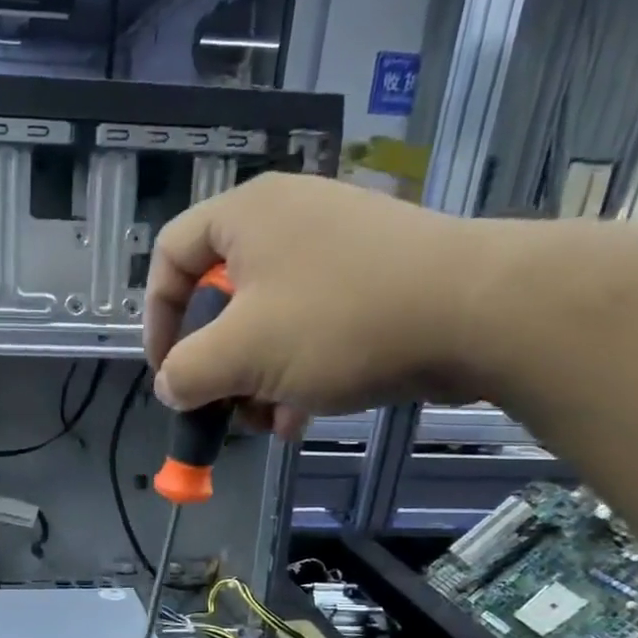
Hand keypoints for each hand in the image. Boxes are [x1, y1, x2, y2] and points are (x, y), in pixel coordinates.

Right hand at [143, 173, 504, 438]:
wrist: (480, 312)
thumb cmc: (340, 321)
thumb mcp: (242, 354)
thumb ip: (187, 372)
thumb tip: (171, 385)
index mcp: (246, 216)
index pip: (170, 256)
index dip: (156, 319)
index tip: (167, 372)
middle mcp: (287, 220)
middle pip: (219, 297)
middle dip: (216, 363)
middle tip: (221, 404)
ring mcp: (334, 248)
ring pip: (266, 321)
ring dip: (255, 379)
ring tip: (267, 421)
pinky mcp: (371, 279)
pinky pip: (310, 326)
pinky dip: (296, 372)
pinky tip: (302, 417)